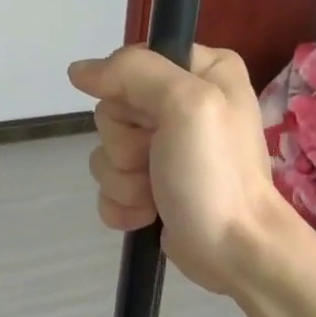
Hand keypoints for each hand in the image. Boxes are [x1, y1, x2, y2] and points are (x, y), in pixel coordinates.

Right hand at [68, 45, 288, 294]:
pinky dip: (122, 204)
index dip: (129, 98)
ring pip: (107, 151)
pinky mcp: (152, 186)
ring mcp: (165, 149)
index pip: (131, 66)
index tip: (151, 122)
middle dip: (125, 146)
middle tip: (157, 162)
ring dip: (124, 180)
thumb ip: (133, 72)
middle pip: (113, 111)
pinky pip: (110, 185)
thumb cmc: (215, 175)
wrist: (235, 250)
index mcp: (201, 71)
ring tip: (157, 195)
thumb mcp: (185, 105)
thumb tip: (80, 71)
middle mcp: (183, 103)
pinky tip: (147, 215)